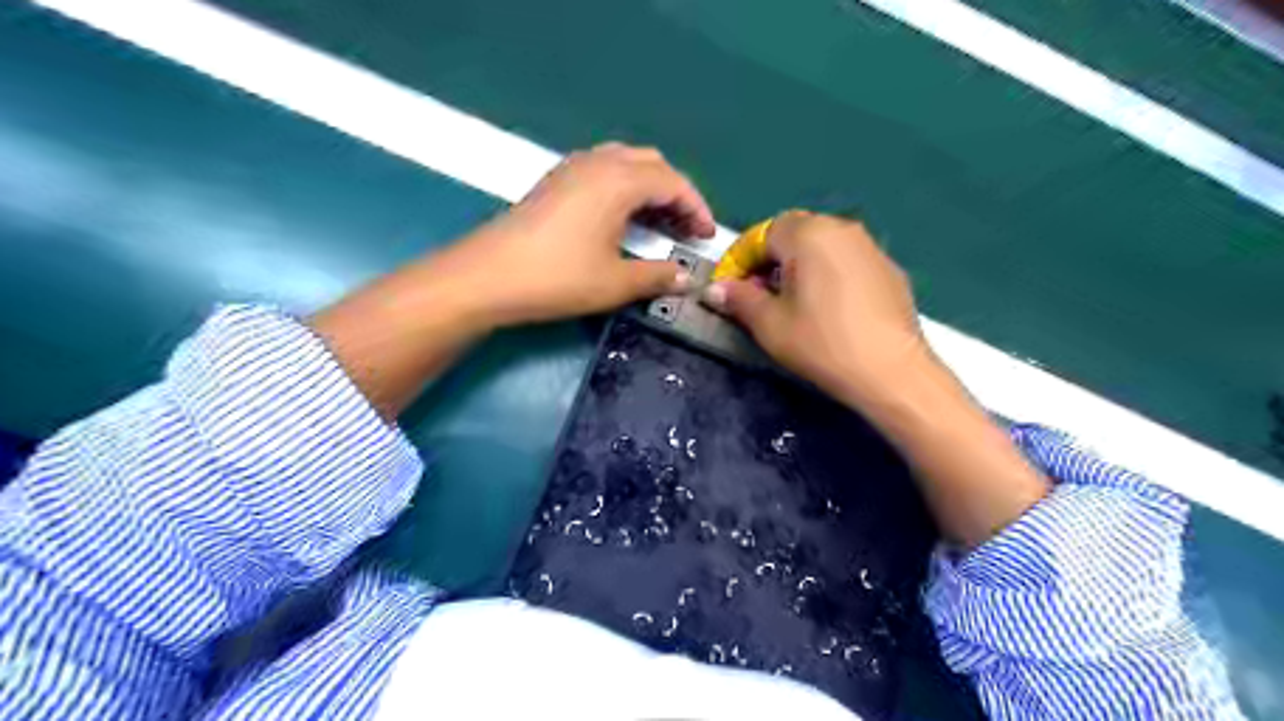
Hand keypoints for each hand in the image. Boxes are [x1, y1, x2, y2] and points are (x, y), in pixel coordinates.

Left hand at [430, 141, 710, 325]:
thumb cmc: (558, 278)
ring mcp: (572, 168)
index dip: (696, 208)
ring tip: (658, 222)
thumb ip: (658, 277)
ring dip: (649, 187)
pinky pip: (602, 170)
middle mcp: (598, 162)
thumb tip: (688, 278)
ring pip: (625, 163)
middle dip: (676, 193)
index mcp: (619, 181)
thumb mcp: (615, 282)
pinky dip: (624, 187)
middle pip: (652, 164)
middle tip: (685, 228)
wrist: (487, 276)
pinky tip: (621, 218)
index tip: (707, 236)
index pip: (673, 182)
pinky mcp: (554, 181)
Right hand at [702, 210, 934, 408]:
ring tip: (790, 302)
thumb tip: (715, 289)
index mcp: (808, 233)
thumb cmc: (822, 344)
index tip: (727, 289)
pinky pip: (846, 261)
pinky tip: (826, 309)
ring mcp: (870, 247)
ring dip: (798, 266)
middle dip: (768, 261)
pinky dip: (827, 274)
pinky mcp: (889, 269)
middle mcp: (841, 228)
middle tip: (757, 294)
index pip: (761, 234)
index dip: (739, 261)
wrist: (892, 373)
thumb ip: (738, 299)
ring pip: (821, 245)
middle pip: (793, 234)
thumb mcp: (769, 324)